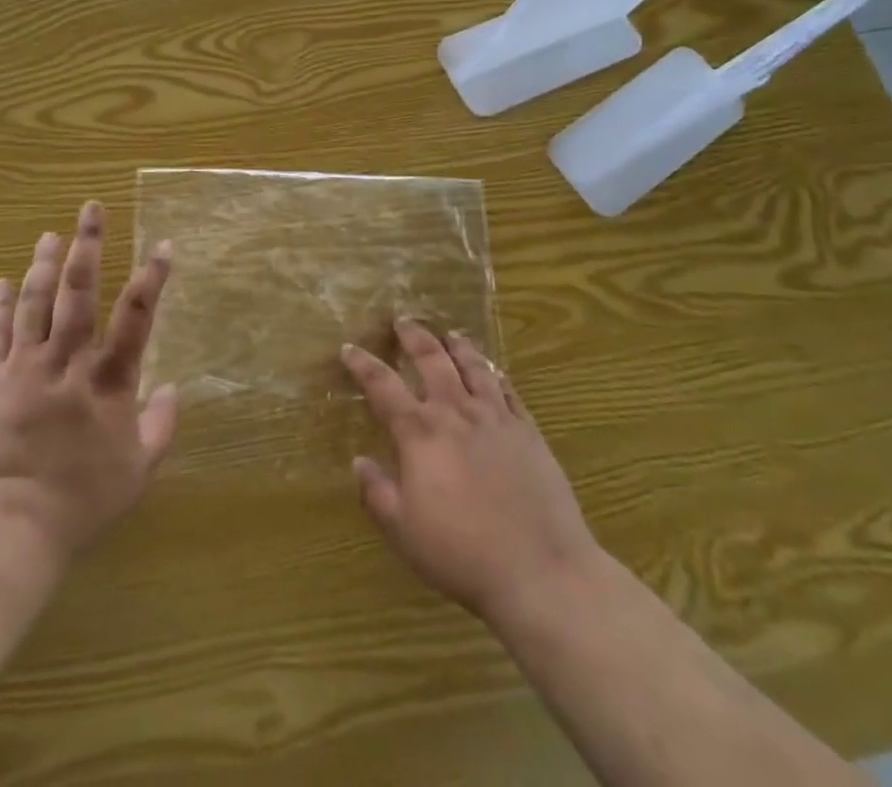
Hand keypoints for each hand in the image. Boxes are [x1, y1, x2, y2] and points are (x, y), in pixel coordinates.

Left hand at [0, 201, 178, 561]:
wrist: (12, 526)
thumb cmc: (83, 500)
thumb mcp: (138, 471)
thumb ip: (161, 426)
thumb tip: (174, 387)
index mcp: (108, 381)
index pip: (135, 317)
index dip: (152, 278)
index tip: (163, 245)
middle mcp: (67, 362)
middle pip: (78, 294)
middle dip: (87, 247)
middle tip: (91, 210)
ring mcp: (25, 367)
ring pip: (35, 303)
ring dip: (44, 264)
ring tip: (51, 234)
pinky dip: (1, 304)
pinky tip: (5, 279)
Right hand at [342, 320, 601, 622]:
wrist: (542, 571)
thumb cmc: (462, 554)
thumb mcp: (404, 532)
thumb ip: (376, 492)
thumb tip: (359, 461)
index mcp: (420, 433)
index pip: (382, 385)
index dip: (363, 364)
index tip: (349, 348)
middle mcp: (455, 412)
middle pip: (431, 360)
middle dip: (414, 336)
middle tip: (403, 321)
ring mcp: (496, 418)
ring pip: (474, 366)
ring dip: (458, 346)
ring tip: (450, 334)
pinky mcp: (528, 432)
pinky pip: (509, 391)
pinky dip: (496, 375)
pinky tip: (494, 372)